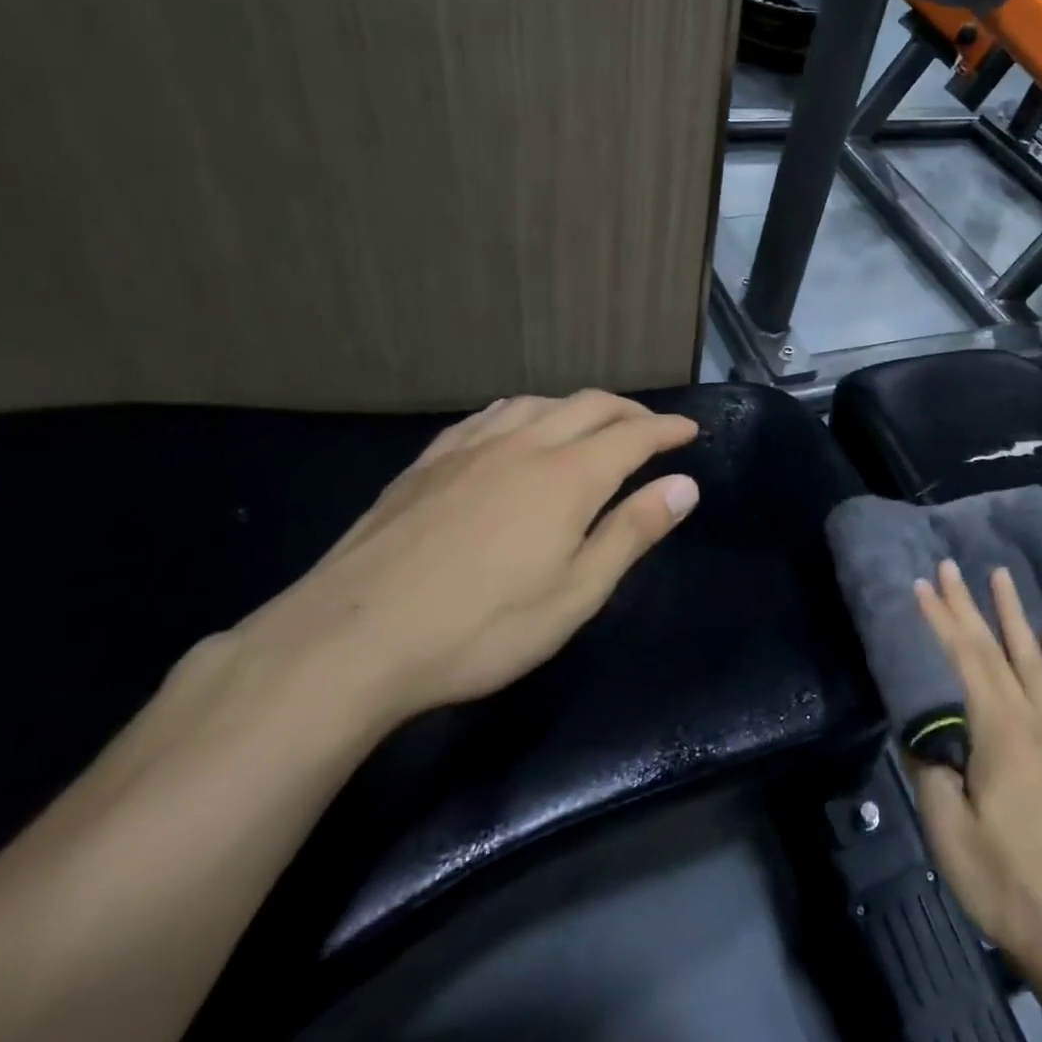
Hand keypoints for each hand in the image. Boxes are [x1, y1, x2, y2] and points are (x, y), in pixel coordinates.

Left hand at [224, 391, 699, 729]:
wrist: (351, 639)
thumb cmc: (482, 627)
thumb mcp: (576, 594)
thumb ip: (633, 532)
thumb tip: (684, 485)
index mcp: (569, 476)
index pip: (634, 435)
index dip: (668, 429)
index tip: (690, 431)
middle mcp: (525, 444)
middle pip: (590, 406)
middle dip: (630, 410)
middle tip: (651, 427)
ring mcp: (471, 448)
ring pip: (538, 403)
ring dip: (577, 406)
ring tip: (591, 424)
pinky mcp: (428, 462)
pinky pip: (488, 416)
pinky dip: (523, 412)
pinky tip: (515, 428)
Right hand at [910, 560, 1041, 974]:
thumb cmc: (999, 876)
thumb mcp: (947, 827)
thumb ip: (931, 768)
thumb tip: (923, 732)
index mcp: (1000, 730)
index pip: (966, 658)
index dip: (941, 619)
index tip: (921, 585)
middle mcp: (1033, 717)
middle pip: (997, 647)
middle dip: (970, 604)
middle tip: (950, 565)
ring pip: (1034, 656)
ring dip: (1015, 613)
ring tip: (1002, 575)